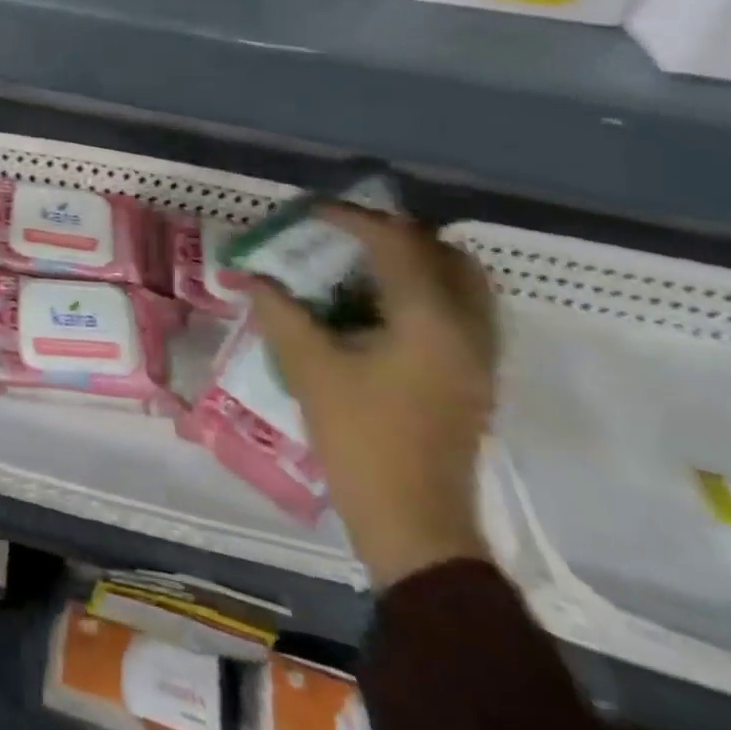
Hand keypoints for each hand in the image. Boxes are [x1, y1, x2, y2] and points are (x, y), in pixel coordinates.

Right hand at [247, 204, 498, 590]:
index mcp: (430, 321)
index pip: (397, 244)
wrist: (413, 519)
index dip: (351, 218)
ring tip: (359, 262)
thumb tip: (251, 275)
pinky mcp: (474, 374)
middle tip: (342, 232)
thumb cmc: (359, 436)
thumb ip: (279, 309)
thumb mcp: (307, 366)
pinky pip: (460, 308)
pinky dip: (424, 288)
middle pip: (445, 254)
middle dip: (392, 233)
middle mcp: (468, 329)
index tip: (310, 211)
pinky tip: (377, 303)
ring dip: (414, 260)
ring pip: (461, 281)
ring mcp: (479, 354)